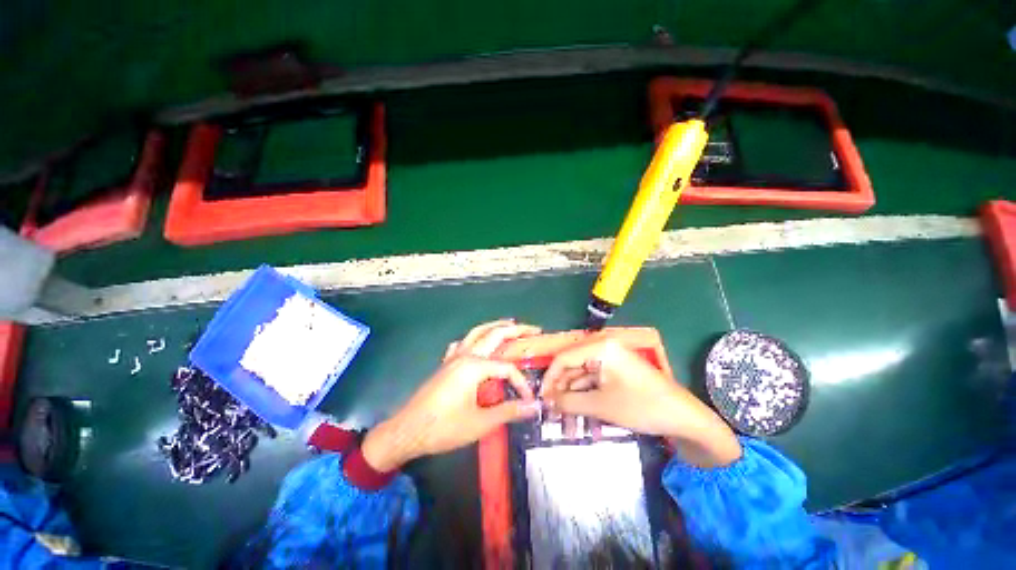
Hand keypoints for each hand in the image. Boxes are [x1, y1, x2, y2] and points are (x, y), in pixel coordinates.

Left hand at [362, 320, 541, 470]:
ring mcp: (454, 357)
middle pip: (495, 334)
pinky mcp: (446, 363)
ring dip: (495, 326)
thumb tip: (534, 407)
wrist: (407, 431)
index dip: (521, 383)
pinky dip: (475, 337)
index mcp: (475, 367)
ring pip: (478, 332)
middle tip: (534, 329)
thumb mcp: (480, 423)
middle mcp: (465, 355)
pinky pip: (463, 343)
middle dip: (516, 330)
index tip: (529, 400)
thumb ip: (509, 411)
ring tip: (511, 325)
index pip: (507, 368)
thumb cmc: (444, 428)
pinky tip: (478, 343)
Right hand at [540, 339, 741, 467]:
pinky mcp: (616, 372)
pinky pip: (594, 383)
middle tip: (551, 413)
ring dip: (573, 399)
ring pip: (582, 377)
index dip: (549, 378)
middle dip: (561, 391)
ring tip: (565, 423)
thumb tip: (545, 401)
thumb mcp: (600, 405)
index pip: (563, 357)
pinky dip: (586, 399)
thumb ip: (568, 401)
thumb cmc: (641, 406)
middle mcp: (603, 347)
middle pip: (572, 367)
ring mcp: (610, 359)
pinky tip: (580, 418)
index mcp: (600, 347)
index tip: (541, 398)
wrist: (684, 418)